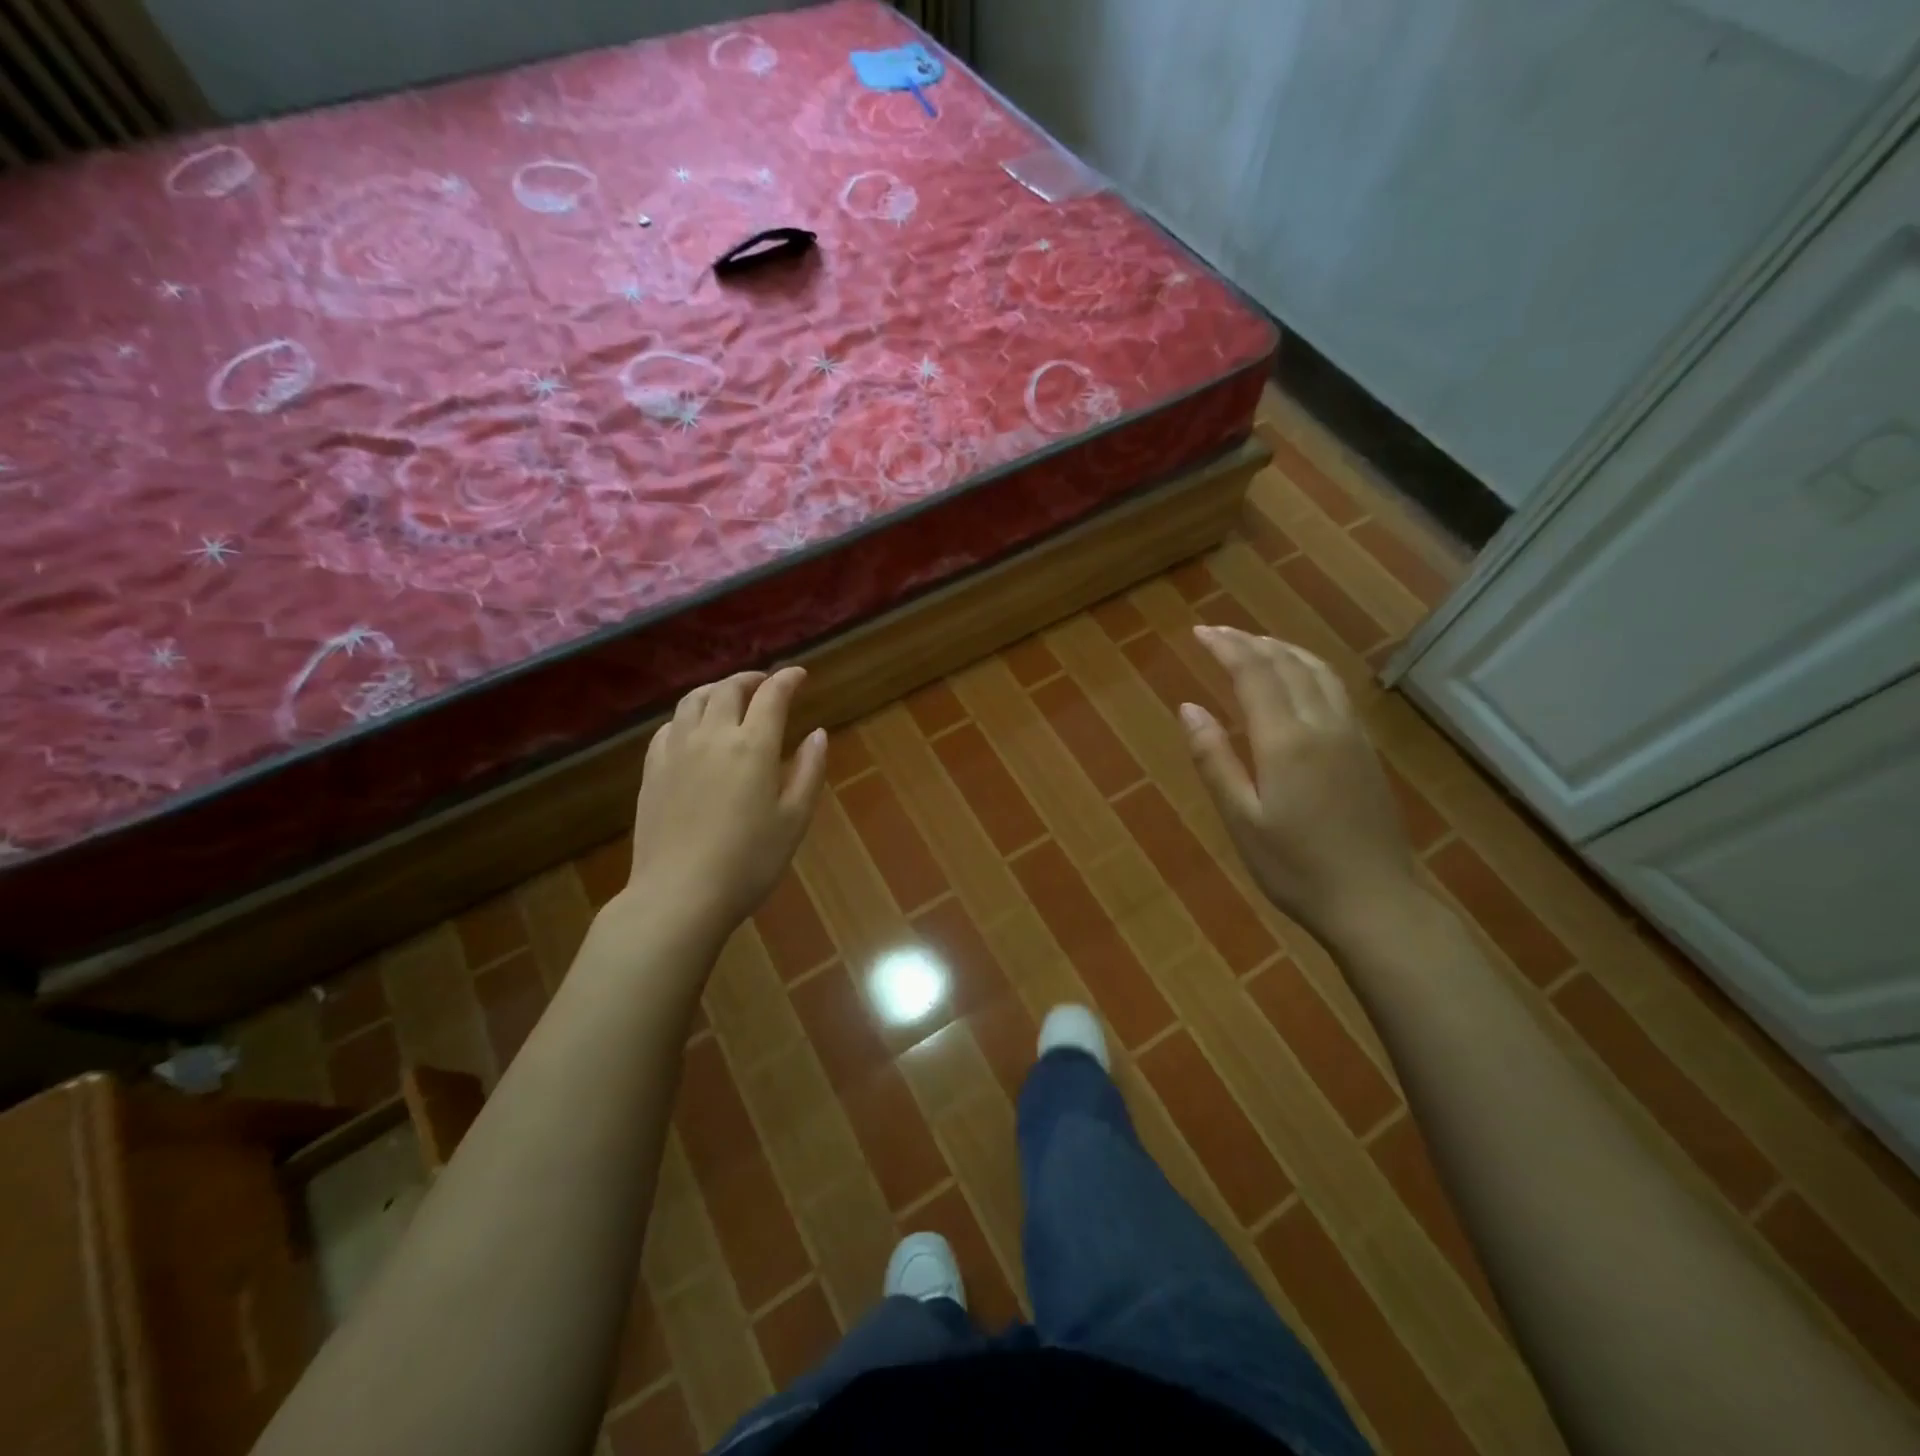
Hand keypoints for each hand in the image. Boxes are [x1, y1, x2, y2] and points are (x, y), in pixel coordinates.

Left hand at [621, 666, 827, 944]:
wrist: (679, 894)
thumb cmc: (749, 861)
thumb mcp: (794, 819)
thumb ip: (808, 771)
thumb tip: (818, 734)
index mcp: (752, 746)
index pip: (772, 695)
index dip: (787, 679)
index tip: (799, 674)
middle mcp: (712, 736)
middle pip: (729, 689)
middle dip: (751, 679)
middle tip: (766, 684)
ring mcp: (676, 750)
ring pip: (694, 700)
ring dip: (717, 689)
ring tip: (730, 696)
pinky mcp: (652, 769)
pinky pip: (670, 725)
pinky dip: (689, 715)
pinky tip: (694, 729)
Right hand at [1184, 626, 1418, 939]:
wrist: (1375, 902)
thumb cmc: (1295, 868)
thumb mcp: (1241, 819)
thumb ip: (1214, 759)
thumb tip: (1188, 708)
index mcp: (1287, 740)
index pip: (1254, 673)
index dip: (1225, 647)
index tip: (1199, 632)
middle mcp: (1323, 724)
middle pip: (1287, 664)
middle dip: (1249, 642)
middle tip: (1216, 632)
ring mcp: (1351, 734)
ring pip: (1317, 671)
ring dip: (1282, 649)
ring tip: (1253, 644)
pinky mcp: (1365, 749)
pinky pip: (1335, 689)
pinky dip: (1307, 668)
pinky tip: (1297, 678)